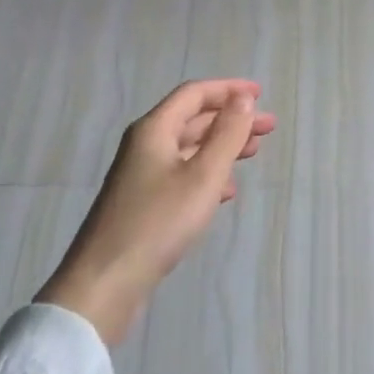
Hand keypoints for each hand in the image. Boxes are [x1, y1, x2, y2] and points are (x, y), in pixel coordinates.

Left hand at [40, 79, 276, 343]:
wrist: (105, 283)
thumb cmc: (158, 222)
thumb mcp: (203, 176)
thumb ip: (226, 134)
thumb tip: (243, 99)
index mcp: (154, 130)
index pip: (194, 94)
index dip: (228, 89)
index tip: (261, 94)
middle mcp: (145, 145)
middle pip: (193, 120)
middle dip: (232, 119)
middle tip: (268, 127)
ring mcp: (142, 176)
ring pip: (189, 149)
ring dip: (222, 146)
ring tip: (254, 153)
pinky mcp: (143, 204)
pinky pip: (182, 175)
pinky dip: (208, 174)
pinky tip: (226, 192)